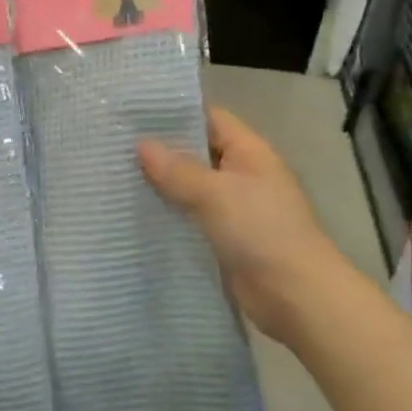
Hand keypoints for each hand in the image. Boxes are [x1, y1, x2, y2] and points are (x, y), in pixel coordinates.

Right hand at [138, 107, 346, 343]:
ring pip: (191, 188)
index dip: (174, 114)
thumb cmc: (261, 231)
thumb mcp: (215, 193)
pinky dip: (169, 215)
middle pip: (197, 153)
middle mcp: (243, 174)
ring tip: (115, 177)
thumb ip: (176, 169)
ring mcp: (236, 208)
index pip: (209, 118)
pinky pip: (192, 218)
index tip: (133, 113)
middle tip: (114, 145)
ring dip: (162, 186)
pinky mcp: (226, 239)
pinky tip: (136, 215)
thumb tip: (141, 144)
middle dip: (161, 151)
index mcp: (249, 152)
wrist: (297, 297)